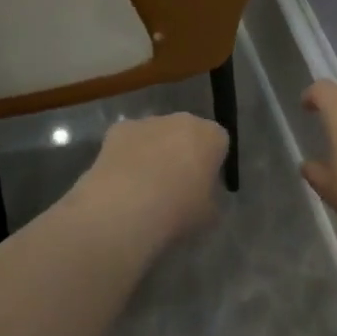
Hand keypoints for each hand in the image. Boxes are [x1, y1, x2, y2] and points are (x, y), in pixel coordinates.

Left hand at [77, 113, 227, 246]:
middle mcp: (182, 120)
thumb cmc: (178, 212)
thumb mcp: (209, 215)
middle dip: (182, 153)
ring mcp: (147, 122)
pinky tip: (121, 183)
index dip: (212, 164)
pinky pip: (129, 142)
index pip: (219, 143)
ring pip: (156, 136)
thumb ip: (210, 197)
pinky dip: (127, 156)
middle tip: (175, 186)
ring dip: (154, 153)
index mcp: (211, 136)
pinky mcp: (117, 130)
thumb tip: (200, 195)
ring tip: (143, 189)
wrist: (125, 209)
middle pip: (186, 134)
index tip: (204, 186)